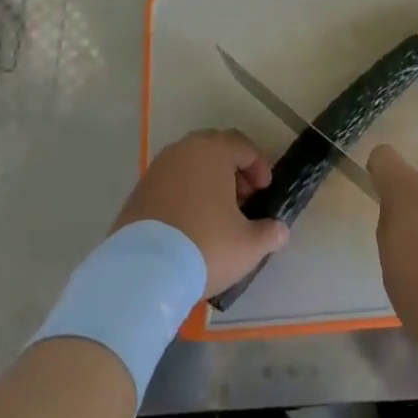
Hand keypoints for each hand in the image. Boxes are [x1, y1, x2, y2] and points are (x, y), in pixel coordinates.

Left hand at [115, 130, 290, 295]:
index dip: (259, 166)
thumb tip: (279, 230)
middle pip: (214, 149)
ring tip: (216, 215)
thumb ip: (269, 233)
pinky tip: (189, 224)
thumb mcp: (248, 245)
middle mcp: (183, 150)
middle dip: (232, 170)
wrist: (143, 271)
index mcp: (213, 151)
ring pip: (190, 164)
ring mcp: (157, 168)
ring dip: (207, 181)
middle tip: (242, 199)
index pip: (243, 146)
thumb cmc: (205, 246)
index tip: (264, 192)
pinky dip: (184, 193)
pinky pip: (170, 182)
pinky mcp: (138, 190)